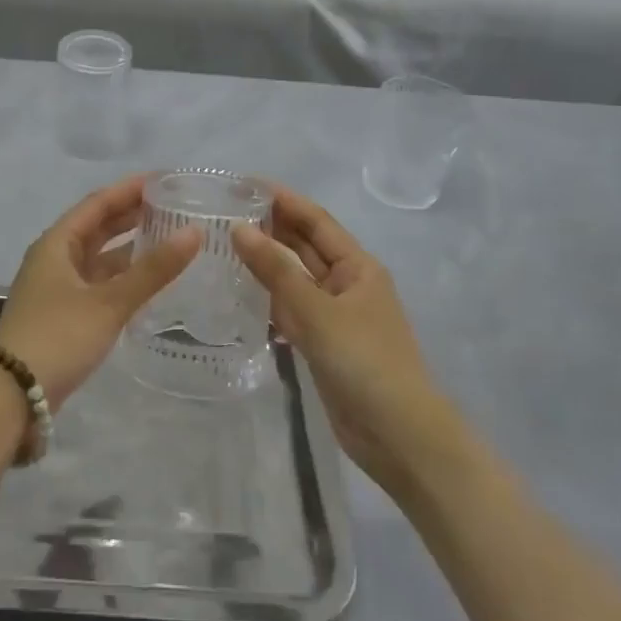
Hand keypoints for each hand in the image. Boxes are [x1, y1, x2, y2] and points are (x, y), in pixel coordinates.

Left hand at [0, 175, 202, 410]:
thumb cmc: (59, 336)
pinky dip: (122, 276)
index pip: (98, 203)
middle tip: (172, 205)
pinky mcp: (63, 313)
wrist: (12, 395)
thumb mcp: (109, 302)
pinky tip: (147, 280)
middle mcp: (54, 258)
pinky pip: (98, 281)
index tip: (164, 179)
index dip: (129, 189)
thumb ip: (153, 269)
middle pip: (97, 227)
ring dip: (129, 247)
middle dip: (131, 215)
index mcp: (57, 243)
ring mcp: (57, 287)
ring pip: (98, 256)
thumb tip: (194, 232)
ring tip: (168, 238)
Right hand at [232, 185, 446, 495]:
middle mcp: (347, 284)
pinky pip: (292, 311)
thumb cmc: (365, 362)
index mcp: (357, 266)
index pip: (316, 220)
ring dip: (265, 264)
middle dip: (270, 228)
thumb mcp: (317, 311)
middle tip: (223, 213)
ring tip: (222, 247)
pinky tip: (239, 296)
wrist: (399, 437)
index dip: (283, 199)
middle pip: (304, 246)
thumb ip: (276, 270)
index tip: (244, 183)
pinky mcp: (324, 345)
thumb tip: (239, 228)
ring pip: (295, 279)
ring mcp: (335, 316)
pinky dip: (269, 301)